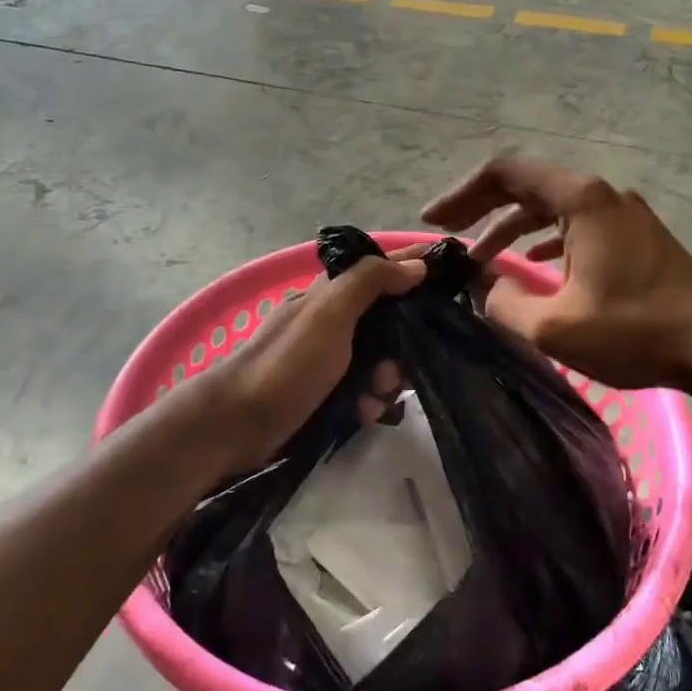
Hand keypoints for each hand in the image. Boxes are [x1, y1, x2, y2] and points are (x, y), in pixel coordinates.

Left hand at [200, 253, 423, 476]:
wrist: (236, 425)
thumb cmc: (286, 365)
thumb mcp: (328, 315)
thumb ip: (369, 282)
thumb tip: (415, 266)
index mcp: (330, 294)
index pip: (382, 268)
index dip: (415, 266)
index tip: (455, 275)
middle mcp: (332, 320)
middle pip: (389, 320)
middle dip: (403, 345)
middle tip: (398, 370)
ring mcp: (329, 358)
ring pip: (381, 358)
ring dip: (387, 379)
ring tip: (375, 398)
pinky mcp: (327, 392)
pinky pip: (365, 389)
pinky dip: (369, 400)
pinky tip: (363, 414)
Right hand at [422, 157, 691, 391]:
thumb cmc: (636, 330)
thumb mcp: (555, 326)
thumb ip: (505, 303)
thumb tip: (485, 287)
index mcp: (581, 200)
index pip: (506, 173)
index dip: (462, 194)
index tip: (434, 222)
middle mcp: (602, 195)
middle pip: (528, 186)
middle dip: (482, 209)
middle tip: (448, 237)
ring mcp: (623, 215)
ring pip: (553, 208)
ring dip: (512, 228)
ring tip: (482, 258)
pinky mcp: (635, 238)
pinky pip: (576, 226)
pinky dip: (544, 240)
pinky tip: (531, 265)